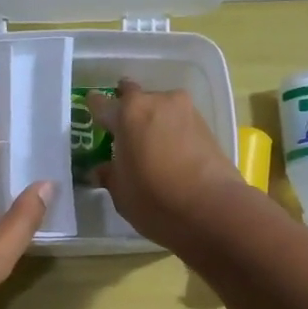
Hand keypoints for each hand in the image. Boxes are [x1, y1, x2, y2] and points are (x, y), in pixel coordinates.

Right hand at [87, 82, 248, 249]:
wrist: (213, 210)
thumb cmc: (155, 200)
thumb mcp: (121, 192)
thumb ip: (110, 175)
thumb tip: (101, 170)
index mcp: (128, 113)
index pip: (103, 103)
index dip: (96, 110)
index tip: (94, 118)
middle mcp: (157, 101)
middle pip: (135, 98)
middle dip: (128, 110)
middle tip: (124, 133)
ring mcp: (186, 110)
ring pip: (161, 109)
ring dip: (153, 122)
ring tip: (150, 147)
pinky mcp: (208, 125)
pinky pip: (180, 122)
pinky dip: (172, 132)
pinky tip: (170, 153)